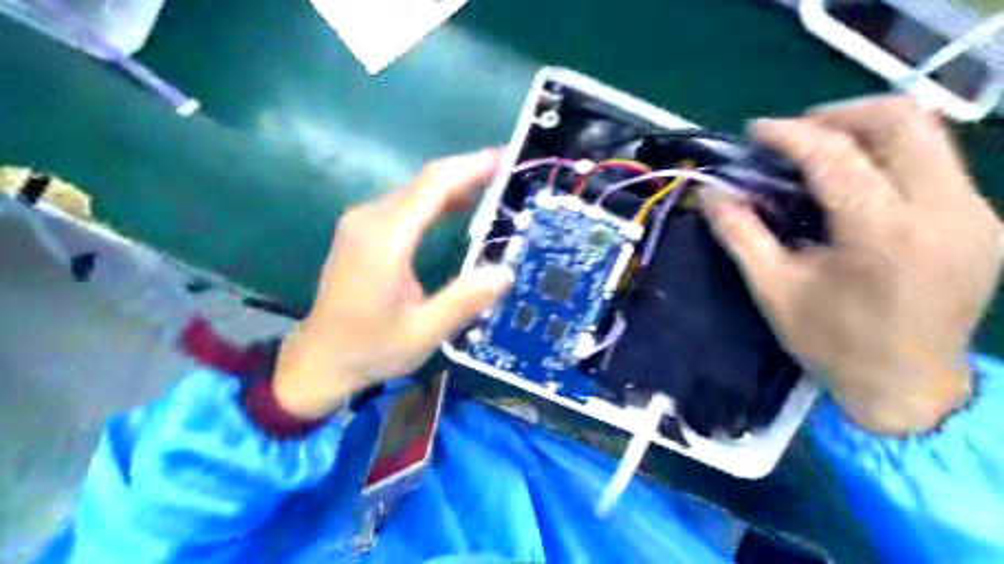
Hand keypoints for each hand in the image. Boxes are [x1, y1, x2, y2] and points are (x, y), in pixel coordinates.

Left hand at [273, 150, 513, 418]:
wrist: (318, 359)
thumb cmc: (370, 349)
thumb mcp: (423, 333)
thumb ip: (464, 301)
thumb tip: (505, 272)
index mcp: (385, 240)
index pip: (433, 185)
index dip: (472, 167)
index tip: (508, 158)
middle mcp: (369, 220)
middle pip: (424, 181)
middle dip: (469, 172)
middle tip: (511, 176)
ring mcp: (362, 223)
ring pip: (415, 190)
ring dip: (454, 185)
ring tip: (495, 189)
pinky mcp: (362, 231)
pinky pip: (405, 204)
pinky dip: (437, 200)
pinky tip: (459, 209)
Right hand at [699, 97, 998, 435]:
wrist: (910, 388)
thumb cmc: (833, 344)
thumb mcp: (774, 290)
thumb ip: (740, 234)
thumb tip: (711, 193)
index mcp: (885, 235)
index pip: (837, 155)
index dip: (789, 134)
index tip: (755, 131)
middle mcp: (944, 211)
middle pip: (902, 119)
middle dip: (837, 114)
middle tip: (792, 134)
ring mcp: (975, 212)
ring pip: (927, 132)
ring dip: (864, 129)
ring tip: (817, 150)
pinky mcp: (981, 219)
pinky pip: (934, 161)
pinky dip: (886, 155)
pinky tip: (852, 182)